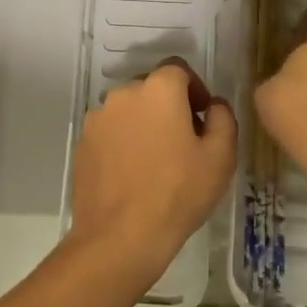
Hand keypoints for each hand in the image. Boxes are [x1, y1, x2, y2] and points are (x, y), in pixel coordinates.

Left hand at [65, 60, 235, 287]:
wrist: (119, 238)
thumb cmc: (177, 193)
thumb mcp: (220, 157)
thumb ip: (222, 118)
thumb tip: (213, 105)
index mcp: (159, 89)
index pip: (179, 69)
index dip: (195, 89)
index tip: (202, 118)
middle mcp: (124, 93)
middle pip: (152, 88)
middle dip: (169, 107)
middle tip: (183, 142)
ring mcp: (99, 117)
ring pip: (130, 110)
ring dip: (144, 124)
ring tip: (156, 162)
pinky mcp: (83, 142)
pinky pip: (110, 131)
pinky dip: (123, 142)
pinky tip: (132, 174)